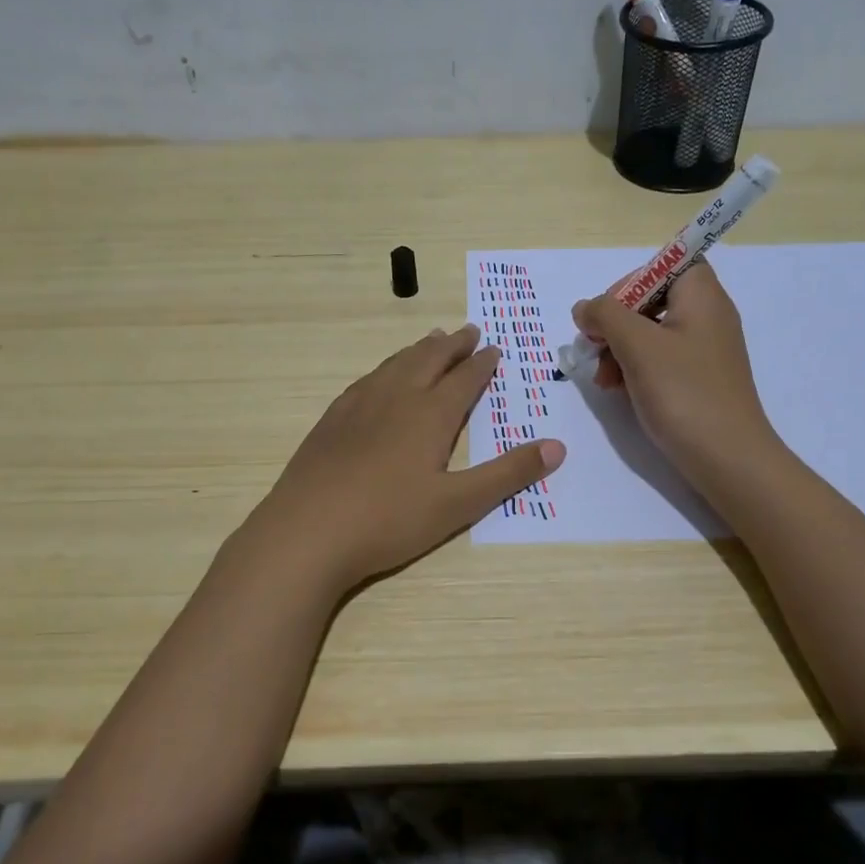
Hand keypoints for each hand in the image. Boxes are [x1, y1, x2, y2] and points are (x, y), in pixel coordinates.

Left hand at [252, 324, 564, 590]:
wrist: (307, 532)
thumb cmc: (389, 520)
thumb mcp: (459, 504)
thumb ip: (508, 474)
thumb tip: (557, 447)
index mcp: (430, 415)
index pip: (464, 379)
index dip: (482, 363)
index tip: (494, 348)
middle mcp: (395, 398)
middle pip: (428, 360)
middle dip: (452, 345)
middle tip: (468, 330)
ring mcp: (358, 406)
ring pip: (395, 365)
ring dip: (418, 350)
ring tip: (431, 340)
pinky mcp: (332, 421)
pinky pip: (367, 380)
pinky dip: (385, 368)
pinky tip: (380, 377)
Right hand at [572, 261, 778, 489]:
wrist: (728, 458)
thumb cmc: (684, 392)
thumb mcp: (637, 346)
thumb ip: (605, 315)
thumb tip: (585, 307)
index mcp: (701, 296)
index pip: (667, 263)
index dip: (632, 280)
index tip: (608, 310)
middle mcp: (707, 315)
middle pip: (653, 298)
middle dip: (616, 321)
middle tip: (594, 347)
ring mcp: (704, 349)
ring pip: (651, 332)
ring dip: (619, 349)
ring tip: (603, 379)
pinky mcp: (698, 378)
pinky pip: (660, 359)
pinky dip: (635, 368)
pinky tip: (618, 390)